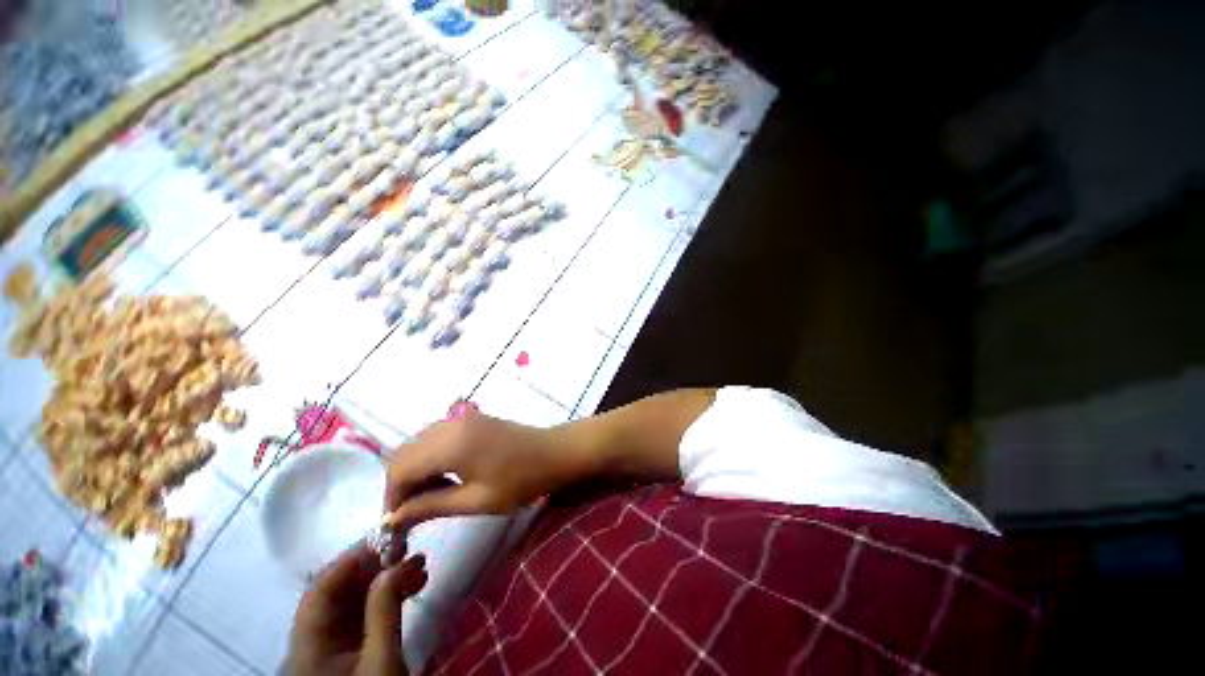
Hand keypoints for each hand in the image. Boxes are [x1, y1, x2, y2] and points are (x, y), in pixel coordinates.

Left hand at [289, 542, 426, 675]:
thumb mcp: (382, 662)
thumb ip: (384, 611)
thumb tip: (396, 562)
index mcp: (309, 646)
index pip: (320, 591)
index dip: (349, 560)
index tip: (386, 539)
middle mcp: (314, 640)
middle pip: (336, 591)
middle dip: (374, 566)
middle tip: (409, 549)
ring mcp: (333, 644)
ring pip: (354, 598)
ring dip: (385, 578)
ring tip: (420, 564)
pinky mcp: (351, 647)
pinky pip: (366, 611)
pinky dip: (388, 594)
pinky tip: (414, 584)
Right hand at [382, 413, 577, 529]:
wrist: (553, 453)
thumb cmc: (520, 480)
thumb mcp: (476, 500)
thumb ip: (431, 506)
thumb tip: (394, 518)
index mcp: (450, 444)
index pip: (400, 470)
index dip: (391, 499)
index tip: (396, 525)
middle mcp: (450, 424)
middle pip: (405, 454)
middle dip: (400, 485)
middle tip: (411, 514)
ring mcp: (461, 418)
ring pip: (418, 444)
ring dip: (415, 470)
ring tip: (428, 498)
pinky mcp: (470, 419)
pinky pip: (436, 437)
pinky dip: (430, 457)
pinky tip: (444, 476)